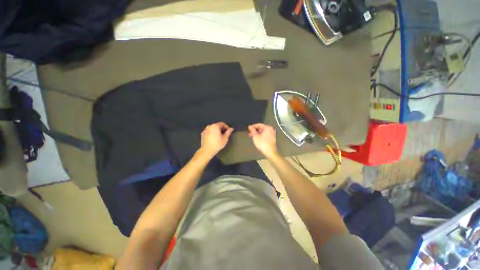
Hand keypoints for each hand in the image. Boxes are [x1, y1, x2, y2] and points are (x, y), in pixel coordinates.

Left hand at [200, 122, 233, 156]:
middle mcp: (209, 126)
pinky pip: (209, 131)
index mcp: (215, 126)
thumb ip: (228, 132)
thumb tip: (231, 128)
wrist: (207, 150)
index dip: (226, 127)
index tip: (229, 131)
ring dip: (216, 131)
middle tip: (225, 134)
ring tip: (219, 136)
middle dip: (221, 129)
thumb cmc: (217, 144)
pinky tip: (214, 138)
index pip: (222, 124)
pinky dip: (212, 133)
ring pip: (212, 128)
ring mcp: (205, 130)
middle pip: (217, 125)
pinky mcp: (202, 134)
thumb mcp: (225, 138)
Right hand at [248, 124, 277, 157]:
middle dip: (255, 130)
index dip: (253, 126)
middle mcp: (270, 129)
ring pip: (263, 132)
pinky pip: (265, 134)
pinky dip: (260, 135)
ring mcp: (272, 134)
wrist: (270, 152)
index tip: (248, 129)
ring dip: (257, 133)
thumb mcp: (255, 136)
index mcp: (267, 127)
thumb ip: (252, 130)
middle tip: (249, 134)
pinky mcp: (272, 138)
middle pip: (261, 128)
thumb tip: (250, 126)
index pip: (259, 124)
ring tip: (252, 137)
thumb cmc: (262, 143)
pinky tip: (256, 139)